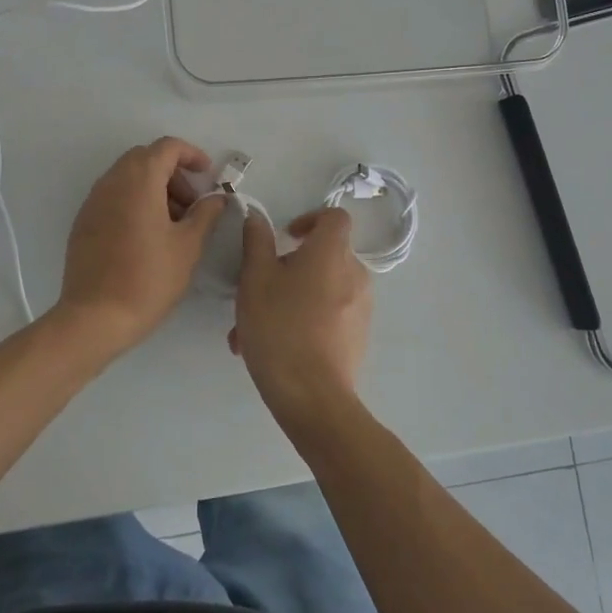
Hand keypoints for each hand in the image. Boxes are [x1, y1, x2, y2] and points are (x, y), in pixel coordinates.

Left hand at [55, 137, 224, 354]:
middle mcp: (112, 182)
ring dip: (153, 188)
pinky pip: (113, 197)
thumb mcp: (188, 246)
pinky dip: (134, 202)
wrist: (95, 317)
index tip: (207, 176)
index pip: (167, 147)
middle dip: (172, 173)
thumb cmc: (149, 278)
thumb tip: (216, 198)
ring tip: (173, 224)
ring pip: (127, 177)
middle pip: (145, 158)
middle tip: (192, 204)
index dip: (191, 155)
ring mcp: (93, 201)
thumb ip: (206, 214)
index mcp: (139, 180)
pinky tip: (147, 236)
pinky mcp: (83, 222)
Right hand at [229, 207, 370, 433]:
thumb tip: (258, 218)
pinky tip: (271, 348)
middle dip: (288, 268)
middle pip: (324, 256)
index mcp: (332, 253)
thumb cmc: (279, 327)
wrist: (312, 395)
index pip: (334, 217)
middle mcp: (354, 274)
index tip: (285, 238)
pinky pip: (328, 316)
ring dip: (288, 300)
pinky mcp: (358, 336)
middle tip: (255, 291)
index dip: (310, 219)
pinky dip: (303, 321)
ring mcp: (361, 307)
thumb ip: (256, 242)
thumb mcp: (255, 279)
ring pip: (320, 290)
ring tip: (250, 330)